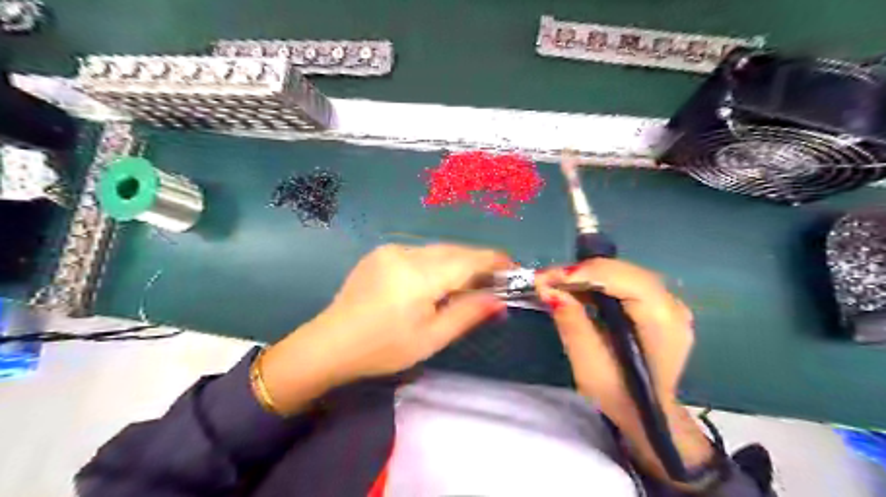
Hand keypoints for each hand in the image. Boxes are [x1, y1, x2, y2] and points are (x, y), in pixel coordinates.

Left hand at [261, 245, 508, 414]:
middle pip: (454, 251)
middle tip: (492, 282)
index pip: (468, 259)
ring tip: (464, 285)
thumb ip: (468, 314)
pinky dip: (435, 263)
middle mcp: (406, 253)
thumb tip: (499, 300)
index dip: (494, 260)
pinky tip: (433, 283)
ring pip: (437, 250)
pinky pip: (419, 253)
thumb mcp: (431, 338)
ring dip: (456, 263)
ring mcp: (390, 250)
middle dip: (477, 262)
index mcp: (420, 276)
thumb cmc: (384, 348)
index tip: (513, 268)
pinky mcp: (380, 253)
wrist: (330, 343)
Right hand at [529, 259, 696, 413]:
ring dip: (587, 275)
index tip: (548, 277)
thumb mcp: (589, 365)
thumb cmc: (618, 395)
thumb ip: (572, 323)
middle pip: (625, 272)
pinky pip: (625, 282)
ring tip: (555, 283)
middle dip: (582, 272)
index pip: (627, 281)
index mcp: (663, 323)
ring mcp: (669, 304)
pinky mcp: (657, 305)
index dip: (586, 273)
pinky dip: (597, 282)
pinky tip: (575, 289)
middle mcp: (673, 306)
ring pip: (623, 273)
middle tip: (546, 279)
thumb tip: (549, 288)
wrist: (645, 414)